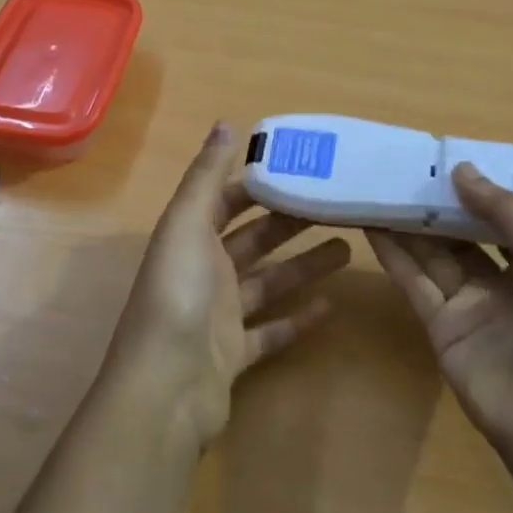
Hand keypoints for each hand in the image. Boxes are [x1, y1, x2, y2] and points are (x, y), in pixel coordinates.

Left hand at [103, 123, 351, 445]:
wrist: (165, 389)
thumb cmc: (177, 296)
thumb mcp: (187, 224)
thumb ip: (206, 176)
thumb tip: (225, 122)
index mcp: (190, 238)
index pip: (227, 201)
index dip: (259, 184)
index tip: (301, 169)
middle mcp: (203, 272)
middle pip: (254, 240)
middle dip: (291, 222)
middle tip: (338, 206)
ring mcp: (219, 316)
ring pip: (269, 282)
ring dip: (304, 266)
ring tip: (348, 248)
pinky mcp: (235, 355)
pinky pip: (272, 332)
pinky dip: (298, 319)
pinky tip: (331, 306)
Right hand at [368, 163, 512, 462]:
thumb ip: (505, 212)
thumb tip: (461, 169)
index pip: (502, 216)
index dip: (475, 190)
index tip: (443, 158)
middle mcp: (503, 280)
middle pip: (461, 234)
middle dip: (434, 204)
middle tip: (400, 168)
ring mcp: (469, 305)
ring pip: (432, 254)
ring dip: (407, 223)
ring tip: (377, 188)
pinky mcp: (440, 328)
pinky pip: (414, 283)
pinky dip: (394, 255)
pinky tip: (372, 226)